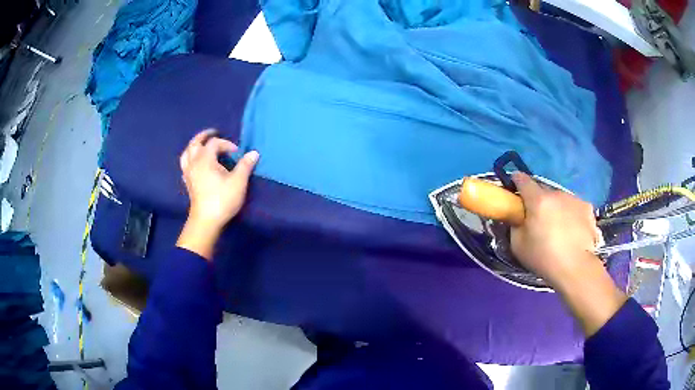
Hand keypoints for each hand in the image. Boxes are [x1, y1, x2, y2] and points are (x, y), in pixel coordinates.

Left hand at [176, 130, 258, 259]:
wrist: (206, 220)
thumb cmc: (222, 199)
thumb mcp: (238, 182)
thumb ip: (245, 165)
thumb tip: (254, 153)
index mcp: (205, 159)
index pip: (214, 143)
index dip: (226, 144)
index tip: (237, 153)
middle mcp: (194, 162)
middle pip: (195, 143)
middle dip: (204, 136)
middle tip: (213, 133)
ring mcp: (188, 173)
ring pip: (186, 153)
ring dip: (193, 146)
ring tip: (200, 145)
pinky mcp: (187, 183)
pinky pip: (185, 165)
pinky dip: (189, 160)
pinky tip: (194, 164)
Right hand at [510, 172, 625, 335]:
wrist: (576, 268)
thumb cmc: (544, 258)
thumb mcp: (518, 246)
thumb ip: (516, 225)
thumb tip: (519, 216)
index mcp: (538, 200)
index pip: (522, 179)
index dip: (516, 182)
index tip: (515, 190)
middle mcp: (557, 193)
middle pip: (543, 191)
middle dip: (538, 201)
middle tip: (538, 220)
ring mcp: (574, 199)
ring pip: (560, 199)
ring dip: (556, 207)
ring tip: (559, 229)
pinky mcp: (587, 208)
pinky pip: (574, 207)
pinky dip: (571, 214)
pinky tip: (573, 231)